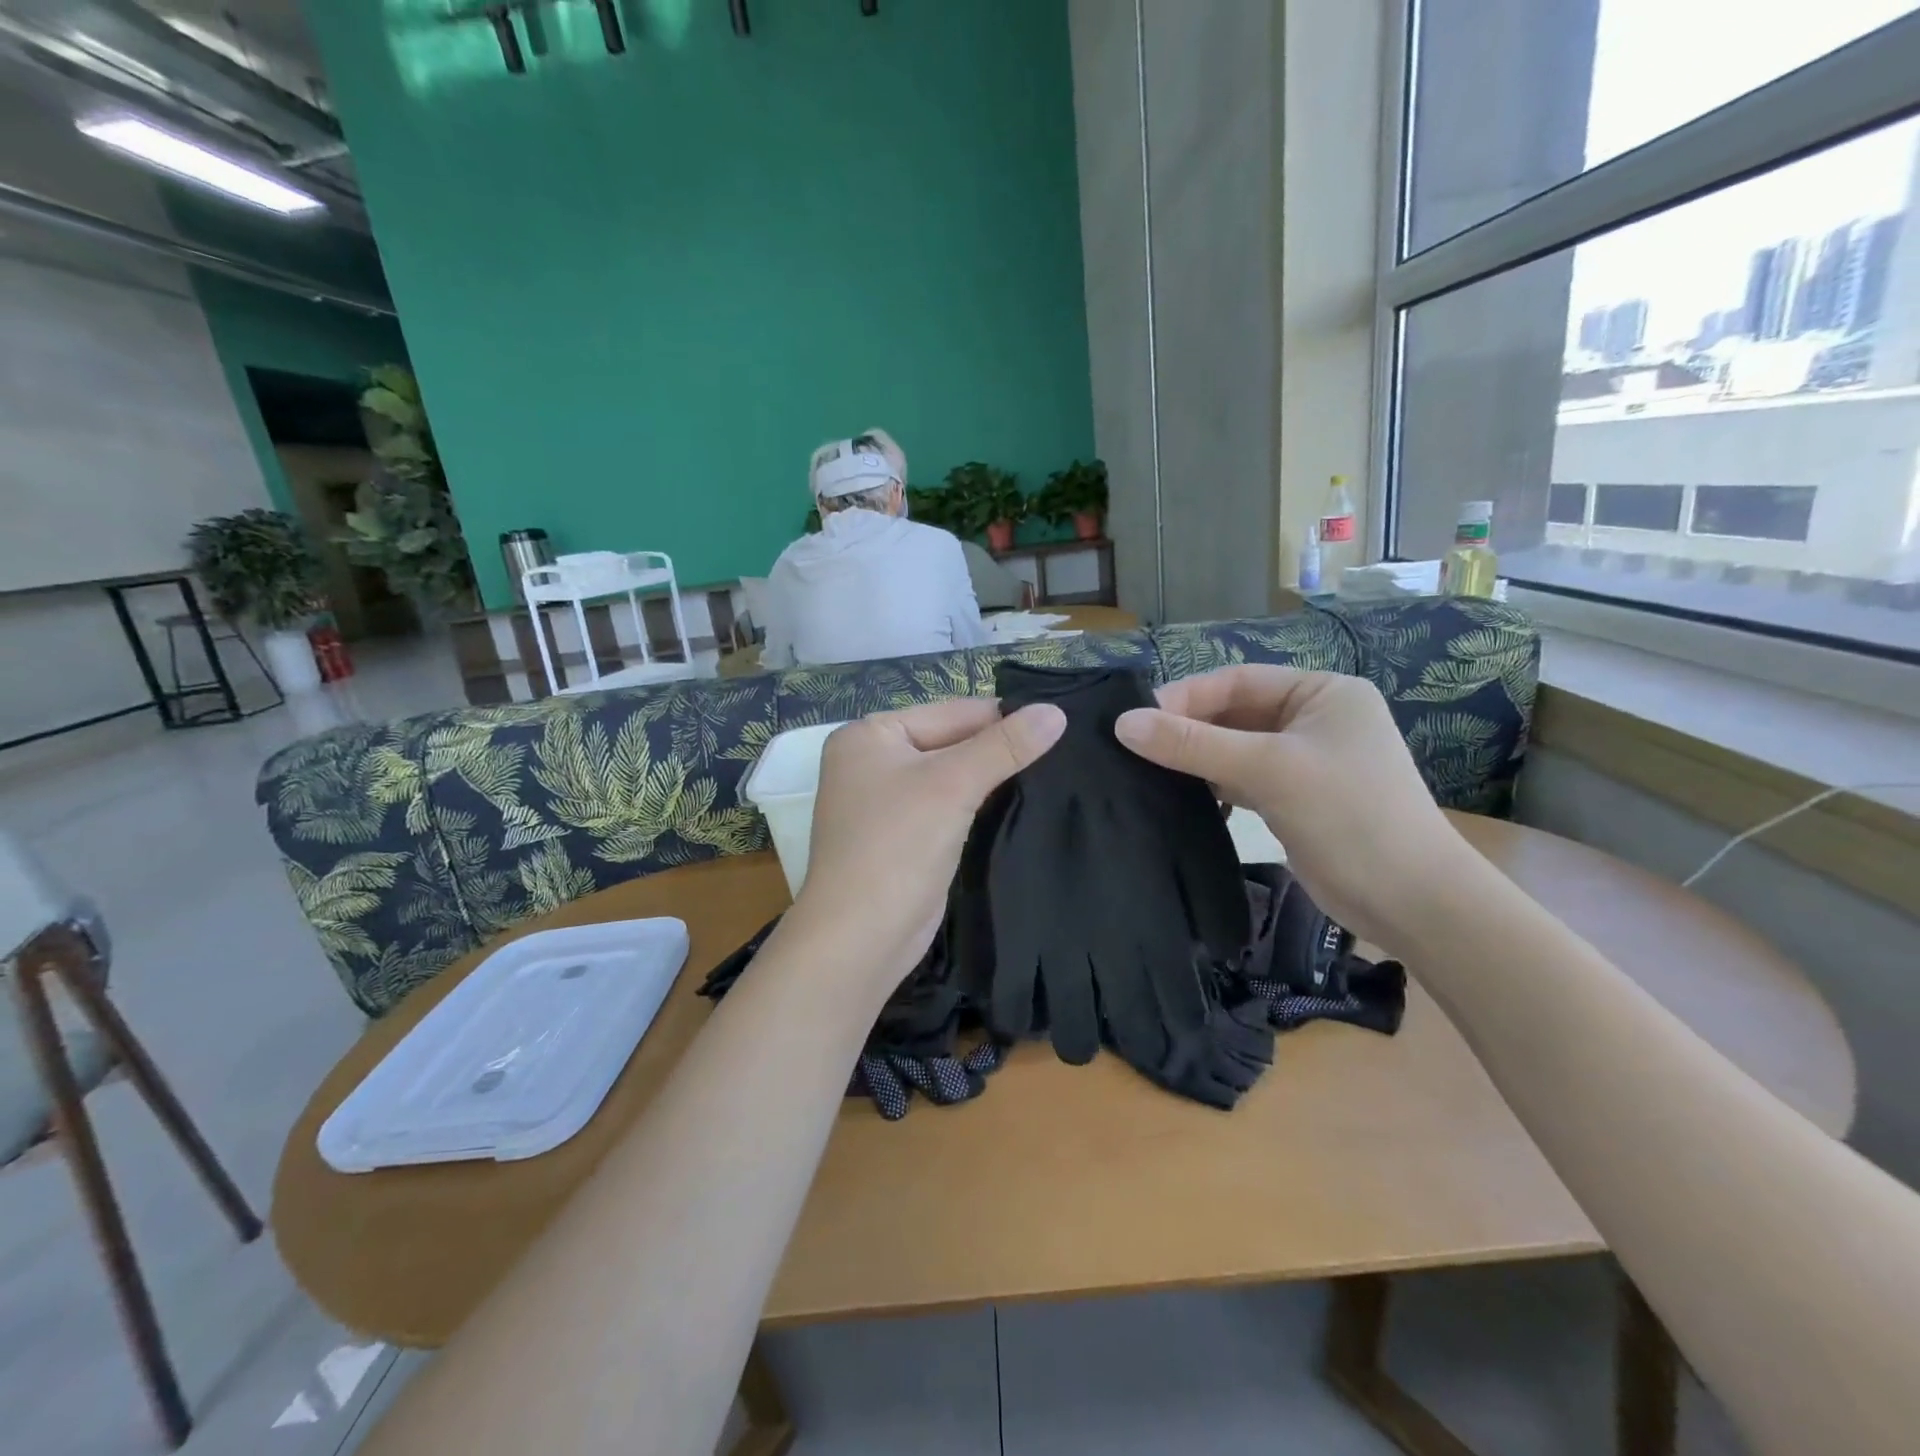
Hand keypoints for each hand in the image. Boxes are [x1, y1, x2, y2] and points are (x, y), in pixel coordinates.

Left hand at [793, 697, 1066, 992]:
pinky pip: (945, 806)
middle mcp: (871, 761)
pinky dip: (975, 805)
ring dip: (991, 778)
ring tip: (1051, 773)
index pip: (951, 712)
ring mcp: (883, 801)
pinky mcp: (900, 836)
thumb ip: (1004, 746)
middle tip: (1063, 749)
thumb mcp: (953, 785)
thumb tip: (1056, 712)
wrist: (860, 937)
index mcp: (870, 734)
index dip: (1004, 718)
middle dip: (997, 750)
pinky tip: (1017, 804)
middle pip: (949, 742)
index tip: (1060, 722)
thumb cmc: (897, 846)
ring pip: (950, 776)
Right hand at [1114, 666, 1462, 950]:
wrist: (1411, 902)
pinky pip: (1242, 778)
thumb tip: (1122, 724)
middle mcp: (1314, 719)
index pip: (1237, 681)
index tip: (1134, 720)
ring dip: (1196, 758)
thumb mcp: (1269, 769)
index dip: (1185, 697)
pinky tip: (1182, 796)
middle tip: (1133, 747)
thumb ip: (1194, 744)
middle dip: (1187, 730)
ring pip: (1234, 748)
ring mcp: (1305, 760)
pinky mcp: (1294, 797)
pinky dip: (1213, 784)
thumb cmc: (1349, 816)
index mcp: (1322, 692)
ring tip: (1146, 770)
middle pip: (1234, 714)